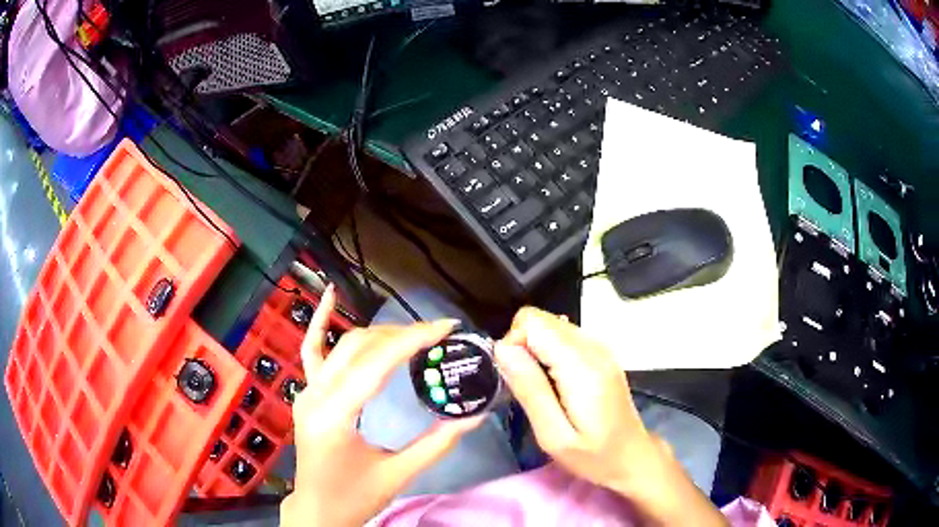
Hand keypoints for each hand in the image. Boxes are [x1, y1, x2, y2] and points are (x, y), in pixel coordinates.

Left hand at [281, 285, 482, 526]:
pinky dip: (319, 322)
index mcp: (335, 415)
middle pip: (360, 348)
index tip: (447, 327)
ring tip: (412, 333)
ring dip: (379, 334)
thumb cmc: (355, 497)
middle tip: (439, 335)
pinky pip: (310, 350)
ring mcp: (306, 391)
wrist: (317, 510)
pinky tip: (330, 295)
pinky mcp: (306, 393)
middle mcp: (315, 395)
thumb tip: (474, 416)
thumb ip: (436, 444)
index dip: (414, 340)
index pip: (377, 365)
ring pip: (342, 346)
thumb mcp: (398, 474)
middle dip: (402, 335)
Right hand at [496, 307, 726, 525]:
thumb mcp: (554, 435)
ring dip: (534, 349)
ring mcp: (600, 347)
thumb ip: (530, 390)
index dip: (513, 344)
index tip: (512, 378)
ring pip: (551, 325)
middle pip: (540, 319)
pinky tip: (554, 382)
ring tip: (539, 387)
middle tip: (524, 386)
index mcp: (582, 366)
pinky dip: (549, 352)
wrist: (632, 457)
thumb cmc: (593, 455)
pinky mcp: (601, 353)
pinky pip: (563, 336)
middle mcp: (593, 347)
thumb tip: (502, 350)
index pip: (532, 323)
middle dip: (521, 345)